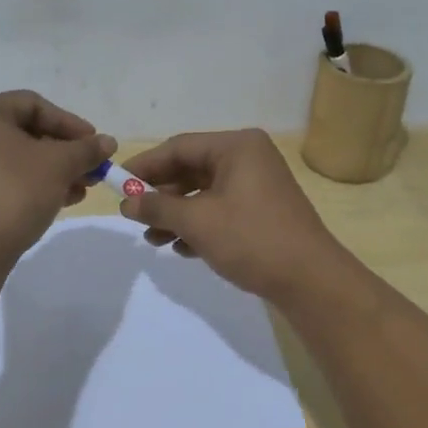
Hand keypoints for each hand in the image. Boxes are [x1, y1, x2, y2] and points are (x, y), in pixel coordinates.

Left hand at [0, 91, 113, 266]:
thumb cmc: (13, 193)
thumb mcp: (59, 166)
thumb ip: (86, 149)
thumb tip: (108, 142)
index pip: (34, 105)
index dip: (70, 122)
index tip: (95, 144)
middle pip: (25, 133)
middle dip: (64, 151)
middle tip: (92, 169)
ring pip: (16, 160)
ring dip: (53, 171)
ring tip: (81, 190)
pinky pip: (3, 180)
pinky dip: (32, 186)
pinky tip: (59, 202)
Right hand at [116, 129, 350, 301]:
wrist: (309, 280)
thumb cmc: (252, 239)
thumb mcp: (198, 221)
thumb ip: (158, 207)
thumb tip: (126, 202)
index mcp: (237, 146)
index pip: (179, 147)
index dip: (145, 166)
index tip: (117, 184)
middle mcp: (249, 158)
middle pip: (191, 169)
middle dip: (161, 196)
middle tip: (134, 217)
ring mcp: (258, 185)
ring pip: (204, 193)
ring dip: (177, 215)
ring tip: (154, 241)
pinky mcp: (262, 211)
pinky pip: (221, 209)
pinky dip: (199, 225)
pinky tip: (182, 249)